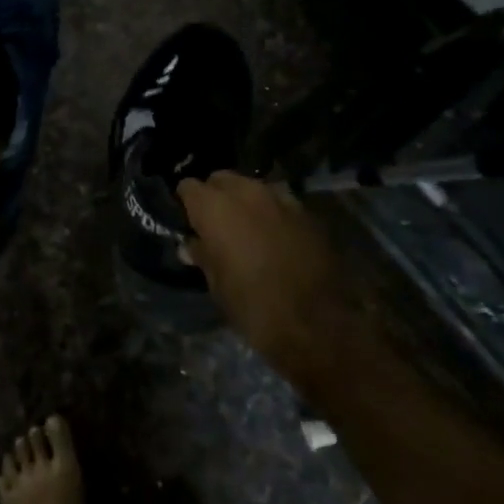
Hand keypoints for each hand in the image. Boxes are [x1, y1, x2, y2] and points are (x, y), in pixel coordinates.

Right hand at [177, 172, 347, 371]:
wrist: (317, 324)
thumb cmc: (253, 306)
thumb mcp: (217, 285)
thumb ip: (203, 255)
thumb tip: (192, 245)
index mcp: (214, 207)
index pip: (188, 186)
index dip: (186, 202)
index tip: (189, 220)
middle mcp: (246, 192)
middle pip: (222, 179)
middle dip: (216, 195)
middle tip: (217, 223)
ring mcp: (280, 199)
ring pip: (254, 187)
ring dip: (247, 202)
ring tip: (248, 228)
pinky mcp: (307, 212)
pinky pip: (281, 203)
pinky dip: (273, 214)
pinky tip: (276, 237)